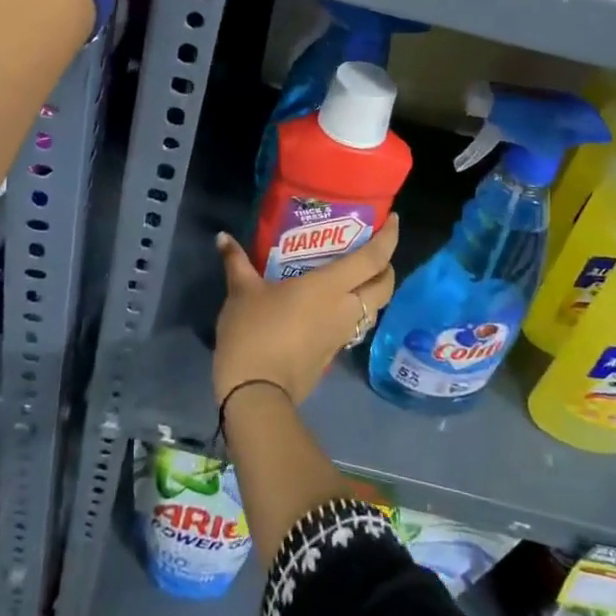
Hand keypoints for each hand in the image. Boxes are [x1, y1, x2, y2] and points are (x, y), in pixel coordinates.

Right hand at [212, 216, 400, 408]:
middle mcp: (346, 308)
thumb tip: (223, 238)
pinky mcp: (333, 354)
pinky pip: (354, 325)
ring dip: (371, 291)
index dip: (389, 238)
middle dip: (386, 267)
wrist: (256, 395)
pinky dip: (353, 311)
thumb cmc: (254, 332)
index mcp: (330, 286)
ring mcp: (342, 335)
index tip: (393, 221)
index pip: (373, 259)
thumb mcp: (241, 292)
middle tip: (372, 251)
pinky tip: (330, 305)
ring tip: (353, 276)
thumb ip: (236, 261)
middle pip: (384, 286)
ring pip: (373, 308)